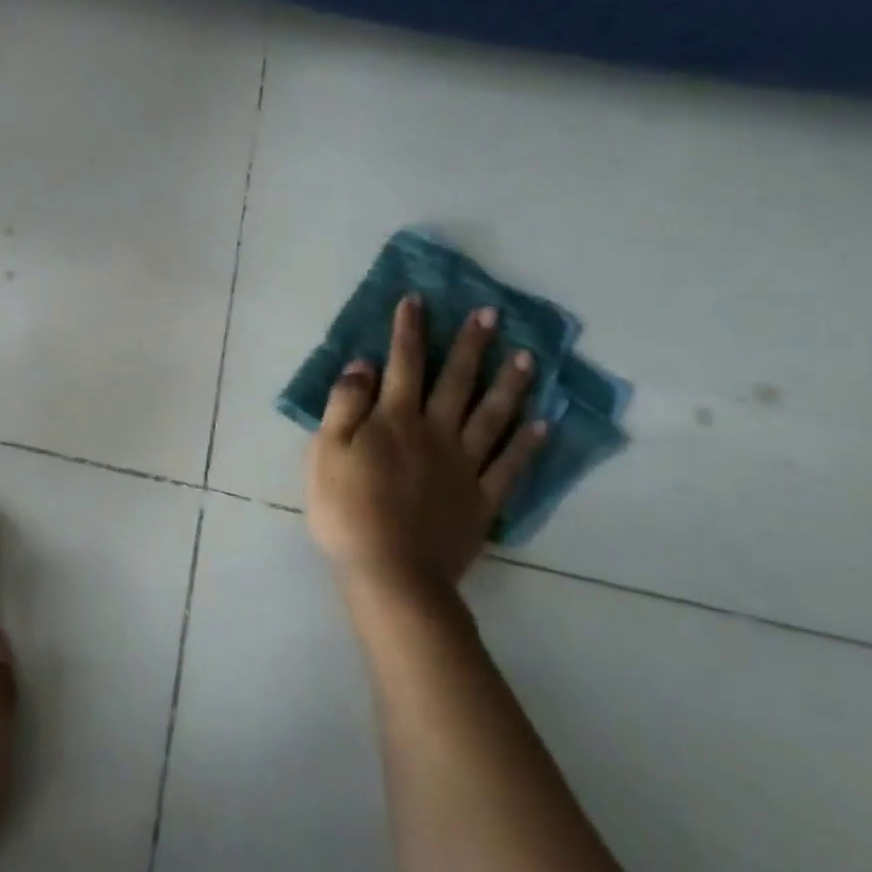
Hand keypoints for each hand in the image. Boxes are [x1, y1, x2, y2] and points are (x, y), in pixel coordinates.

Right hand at [306, 296, 548, 594]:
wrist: (389, 572)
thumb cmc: (346, 508)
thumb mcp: (326, 450)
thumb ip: (345, 404)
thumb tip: (363, 364)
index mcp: (394, 420)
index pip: (402, 364)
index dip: (408, 330)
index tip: (417, 300)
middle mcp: (435, 433)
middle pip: (455, 381)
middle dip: (470, 345)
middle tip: (491, 314)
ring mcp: (464, 467)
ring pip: (492, 417)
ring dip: (510, 385)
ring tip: (529, 358)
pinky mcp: (482, 500)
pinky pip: (510, 467)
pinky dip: (528, 445)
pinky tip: (545, 425)